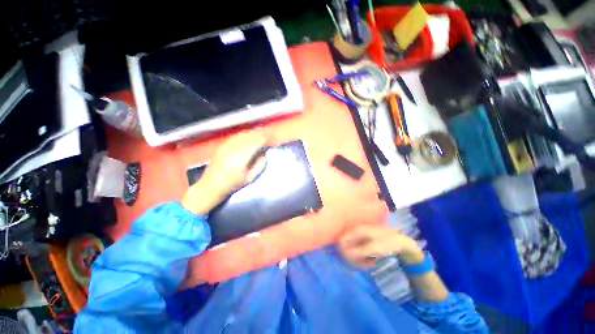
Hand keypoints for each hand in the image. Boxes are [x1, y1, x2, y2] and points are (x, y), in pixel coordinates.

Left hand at [182, 131, 266, 214]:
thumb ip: (259, 166)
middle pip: (247, 138)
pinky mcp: (221, 147)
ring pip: (240, 136)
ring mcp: (225, 148)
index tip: (267, 139)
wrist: (211, 186)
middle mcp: (232, 151)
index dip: (261, 140)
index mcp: (240, 160)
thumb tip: (263, 155)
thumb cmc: (232, 184)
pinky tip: (246, 136)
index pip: (253, 145)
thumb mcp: (249, 179)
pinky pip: (234, 138)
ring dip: (250, 134)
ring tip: (257, 134)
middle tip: (264, 136)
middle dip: (256, 135)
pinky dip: (242, 135)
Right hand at [338, 224, 423, 267]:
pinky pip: (359, 251)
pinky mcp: (365, 242)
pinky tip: (371, 262)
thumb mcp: (373, 248)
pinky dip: (363, 258)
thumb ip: (358, 251)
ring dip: (359, 259)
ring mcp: (361, 237)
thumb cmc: (387, 243)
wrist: (401, 242)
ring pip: (353, 250)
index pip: (342, 239)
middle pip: (347, 245)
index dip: (343, 250)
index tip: (350, 261)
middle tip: (362, 265)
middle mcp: (357, 232)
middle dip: (353, 257)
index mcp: (357, 230)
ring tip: (369, 264)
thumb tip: (345, 254)